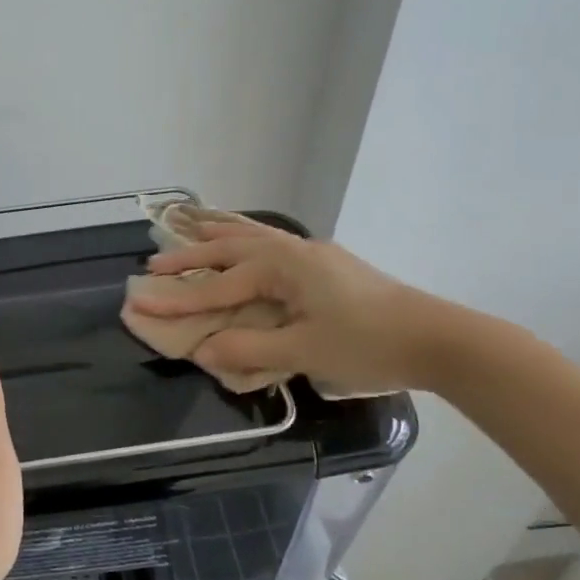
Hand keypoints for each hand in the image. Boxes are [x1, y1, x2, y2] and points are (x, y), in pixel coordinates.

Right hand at [127, 222, 449, 394]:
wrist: (437, 338)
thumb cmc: (369, 344)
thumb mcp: (305, 352)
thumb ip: (250, 349)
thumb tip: (202, 350)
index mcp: (283, 268)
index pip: (218, 287)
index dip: (179, 300)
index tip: (142, 304)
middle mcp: (293, 252)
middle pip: (229, 249)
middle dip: (190, 257)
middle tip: (154, 264)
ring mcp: (312, 256)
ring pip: (252, 238)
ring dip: (218, 236)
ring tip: (190, 227)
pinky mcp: (326, 267)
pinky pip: (272, 244)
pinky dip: (247, 239)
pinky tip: (245, 241)